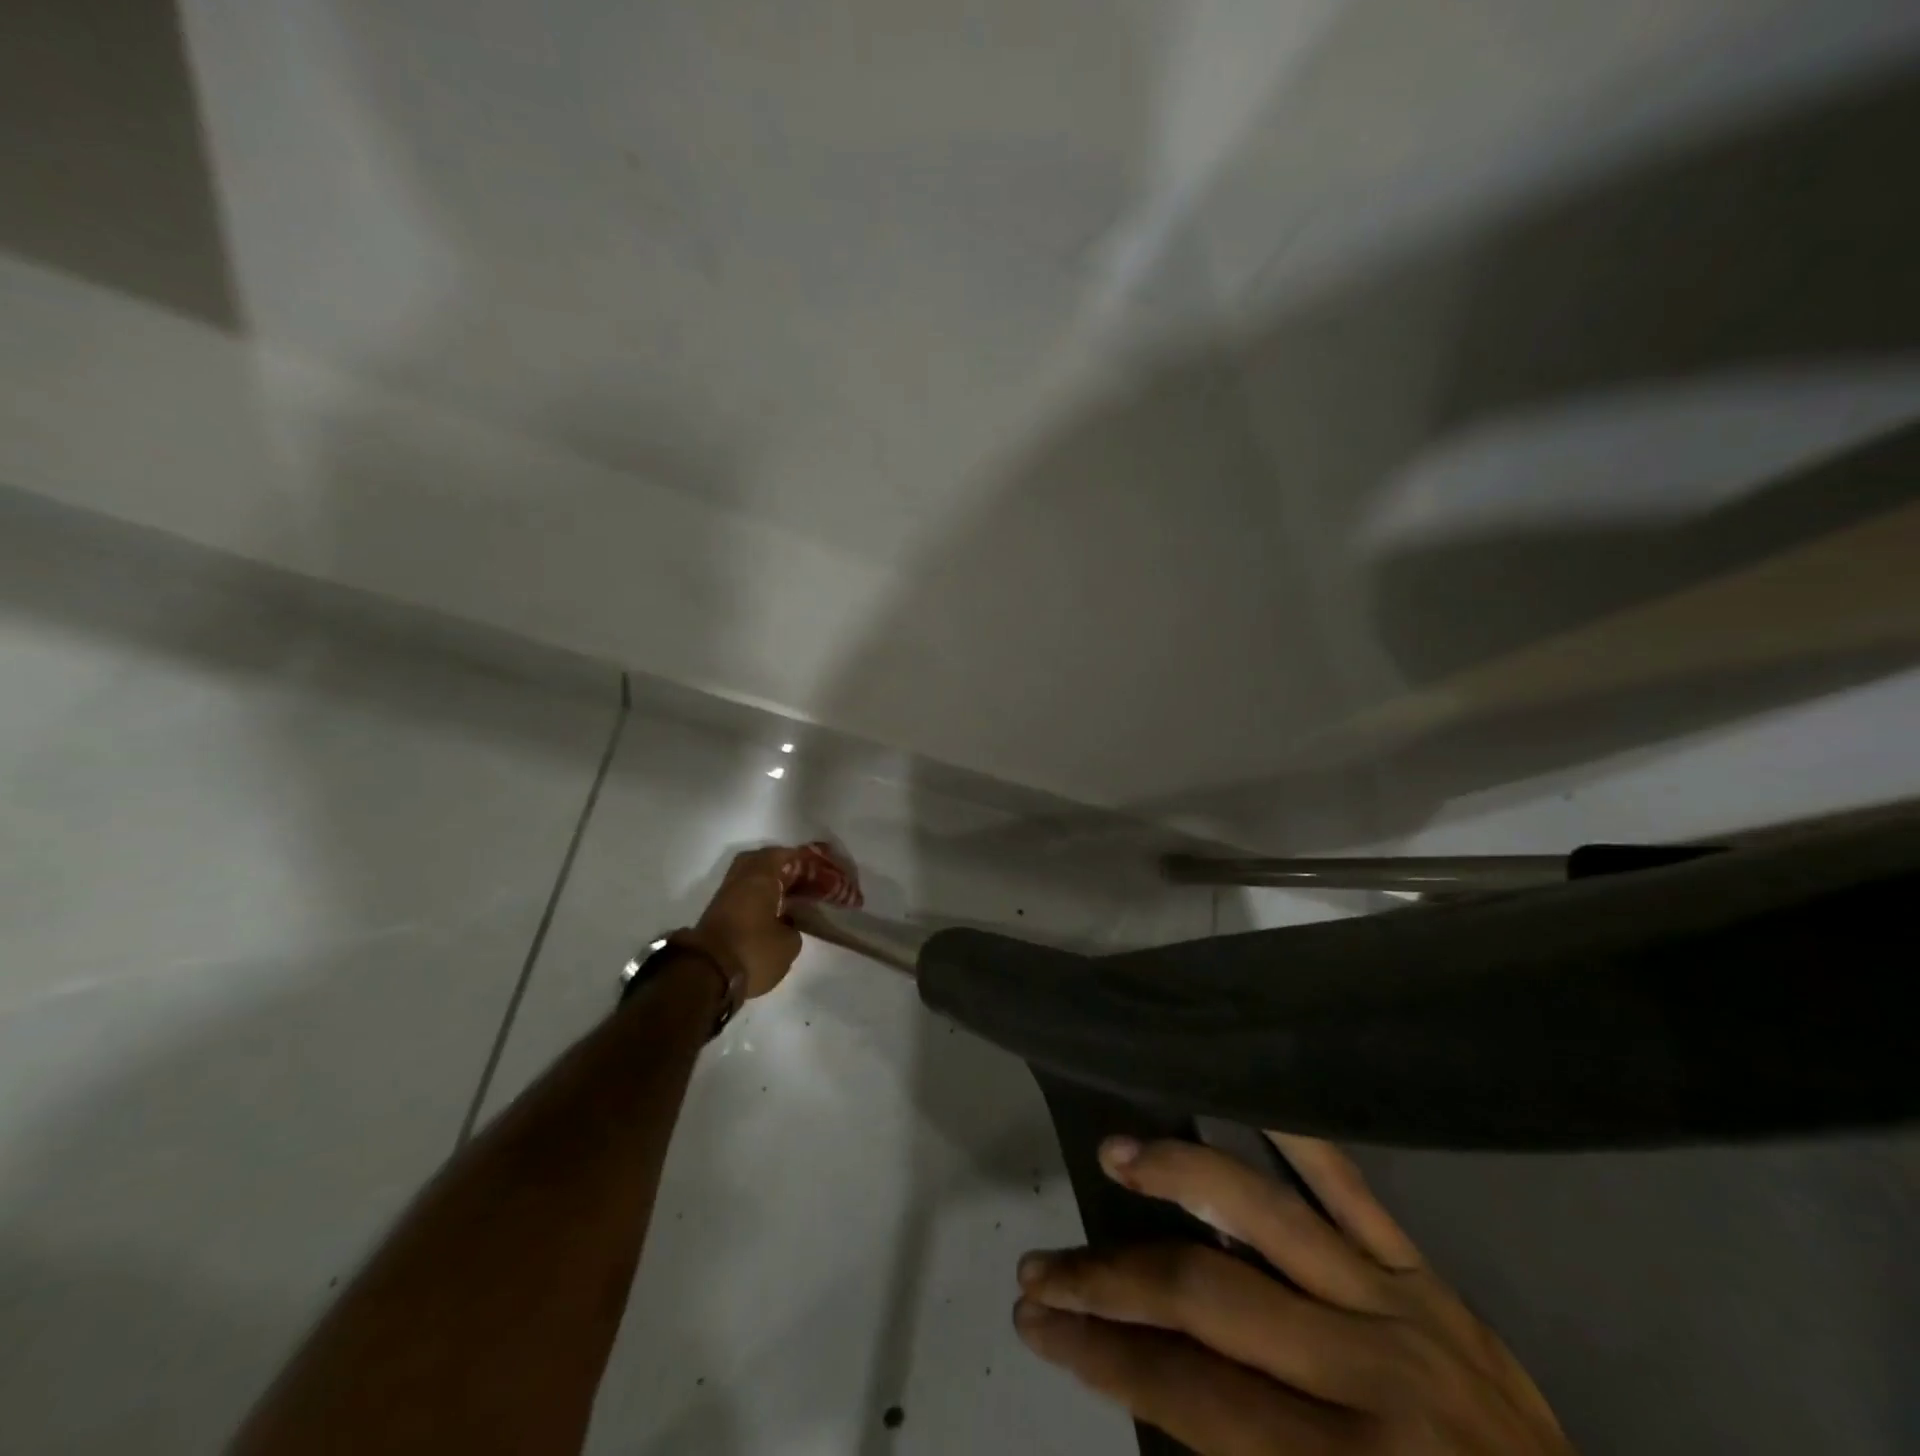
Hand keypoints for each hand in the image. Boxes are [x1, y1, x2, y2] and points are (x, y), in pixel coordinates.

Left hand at [678, 846, 803, 999]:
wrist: (704, 974)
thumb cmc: (753, 951)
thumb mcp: (788, 945)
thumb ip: (793, 927)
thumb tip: (788, 924)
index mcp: (760, 877)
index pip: (780, 855)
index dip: (797, 858)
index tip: (812, 866)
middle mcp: (739, 880)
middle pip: (757, 860)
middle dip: (775, 865)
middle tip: (794, 876)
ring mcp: (723, 897)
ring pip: (745, 878)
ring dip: (761, 882)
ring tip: (783, 896)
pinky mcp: (714, 915)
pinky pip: (738, 895)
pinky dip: (752, 898)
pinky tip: (766, 912)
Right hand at [1013, 1135, 1572, 1454]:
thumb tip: (1146, 1376)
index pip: (1187, 1389)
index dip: (1099, 1354)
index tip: (1037, 1324)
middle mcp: (1364, 1371)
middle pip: (1206, 1295)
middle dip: (1109, 1280)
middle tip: (1041, 1266)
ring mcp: (1394, 1302)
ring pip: (1264, 1214)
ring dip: (1177, 1176)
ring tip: (1114, 1153)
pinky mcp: (1422, 1271)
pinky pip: (1351, 1187)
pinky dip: (1296, 1135)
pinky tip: (1244, 1093)